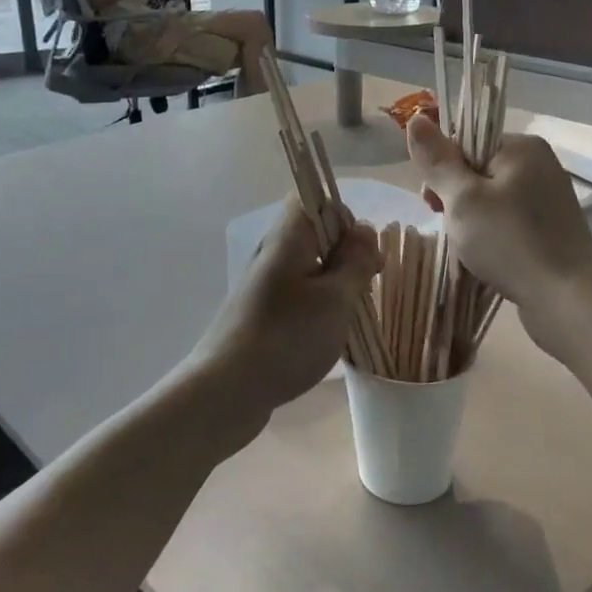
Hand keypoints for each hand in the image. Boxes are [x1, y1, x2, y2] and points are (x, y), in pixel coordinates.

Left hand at [184, 201, 381, 445]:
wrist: (226, 390)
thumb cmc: (287, 337)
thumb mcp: (335, 298)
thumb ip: (355, 261)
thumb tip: (365, 230)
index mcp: (288, 237)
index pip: (316, 200)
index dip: (346, 220)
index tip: (364, 256)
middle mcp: (272, 252)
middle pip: (315, 235)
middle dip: (346, 256)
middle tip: (362, 289)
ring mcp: (263, 284)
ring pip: (308, 267)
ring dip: (334, 284)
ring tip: (348, 315)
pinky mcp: (260, 312)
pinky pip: (297, 294)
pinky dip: (317, 306)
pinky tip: (326, 334)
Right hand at [406, 112, 591, 354]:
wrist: (567, 301)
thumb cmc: (509, 242)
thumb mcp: (463, 198)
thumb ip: (437, 160)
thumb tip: (416, 118)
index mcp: (522, 147)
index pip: (466, 141)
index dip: (443, 170)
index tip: (434, 203)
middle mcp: (540, 164)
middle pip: (477, 169)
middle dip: (456, 198)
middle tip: (452, 228)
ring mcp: (549, 197)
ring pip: (491, 198)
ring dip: (472, 220)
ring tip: (470, 247)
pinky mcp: (552, 228)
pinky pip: (509, 220)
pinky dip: (493, 234)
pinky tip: (489, 256)